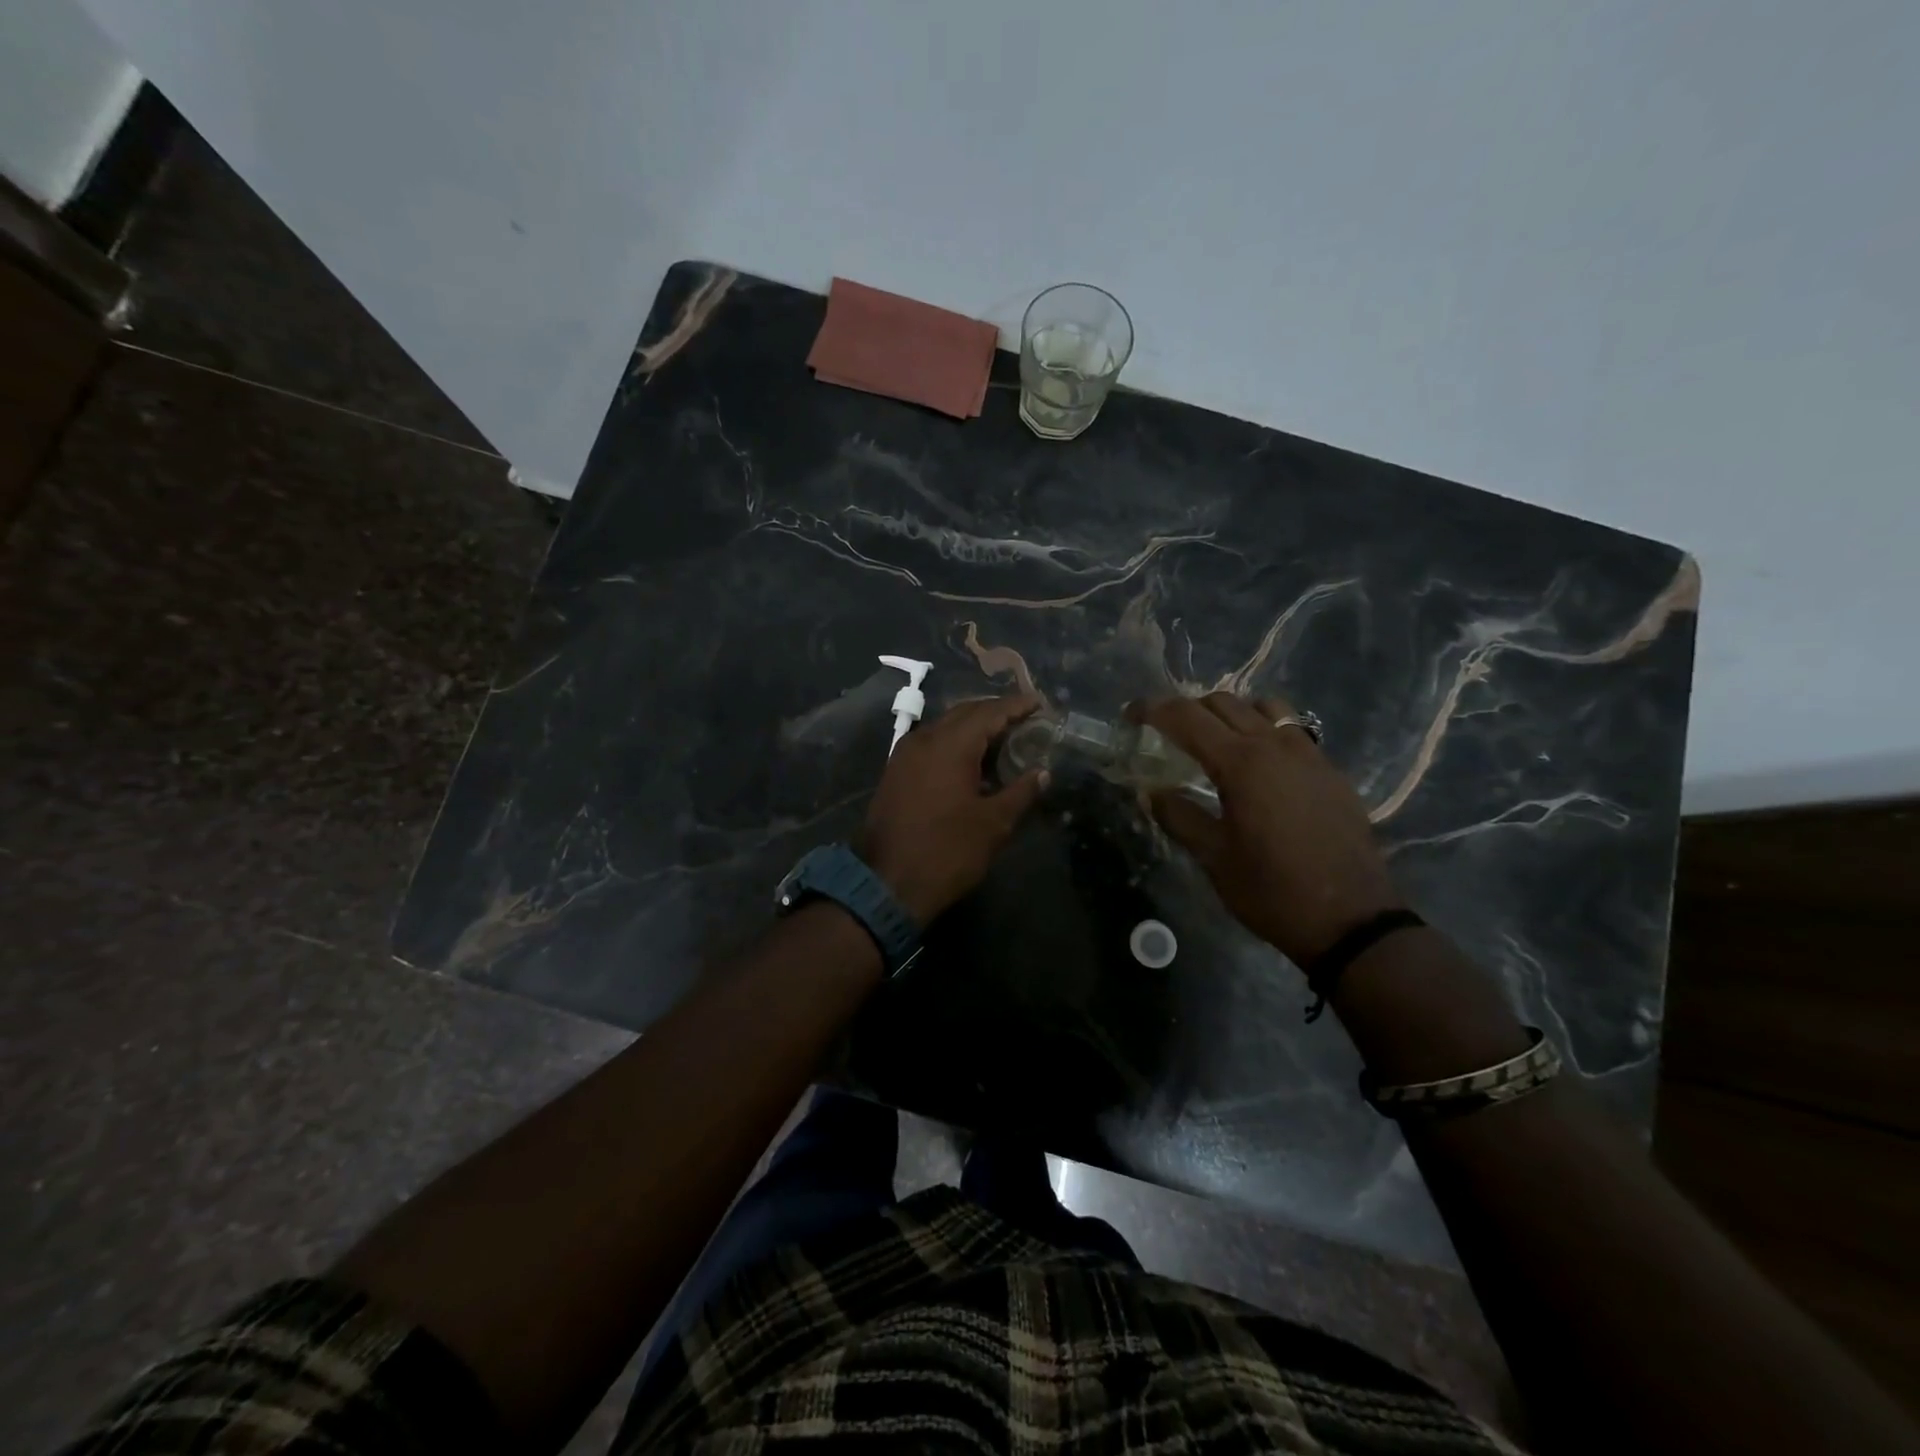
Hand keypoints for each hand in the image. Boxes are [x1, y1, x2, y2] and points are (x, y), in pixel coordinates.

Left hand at [860, 693, 1049, 923]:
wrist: (887, 883)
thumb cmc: (947, 851)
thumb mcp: (993, 824)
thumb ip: (1021, 792)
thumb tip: (1042, 773)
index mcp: (950, 744)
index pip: (990, 712)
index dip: (1017, 705)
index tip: (1040, 703)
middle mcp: (924, 739)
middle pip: (965, 713)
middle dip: (996, 713)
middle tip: (1025, 719)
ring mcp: (905, 755)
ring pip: (945, 727)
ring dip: (974, 728)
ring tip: (1004, 739)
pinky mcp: (896, 772)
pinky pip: (931, 744)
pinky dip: (955, 744)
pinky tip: (973, 762)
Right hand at [1132, 692, 1404, 964]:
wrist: (1352, 920)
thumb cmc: (1272, 891)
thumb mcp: (1214, 857)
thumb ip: (1178, 816)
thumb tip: (1151, 793)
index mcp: (1242, 763)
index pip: (1187, 717)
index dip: (1153, 710)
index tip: (1130, 715)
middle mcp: (1276, 746)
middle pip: (1224, 703)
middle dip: (1188, 709)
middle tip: (1165, 732)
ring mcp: (1309, 754)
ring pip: (1263, 708)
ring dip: (1230, 713)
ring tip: (1213, 740)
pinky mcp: (1330, 771)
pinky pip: (1291, 730)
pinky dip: (1263, 730)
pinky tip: (1256, 764)